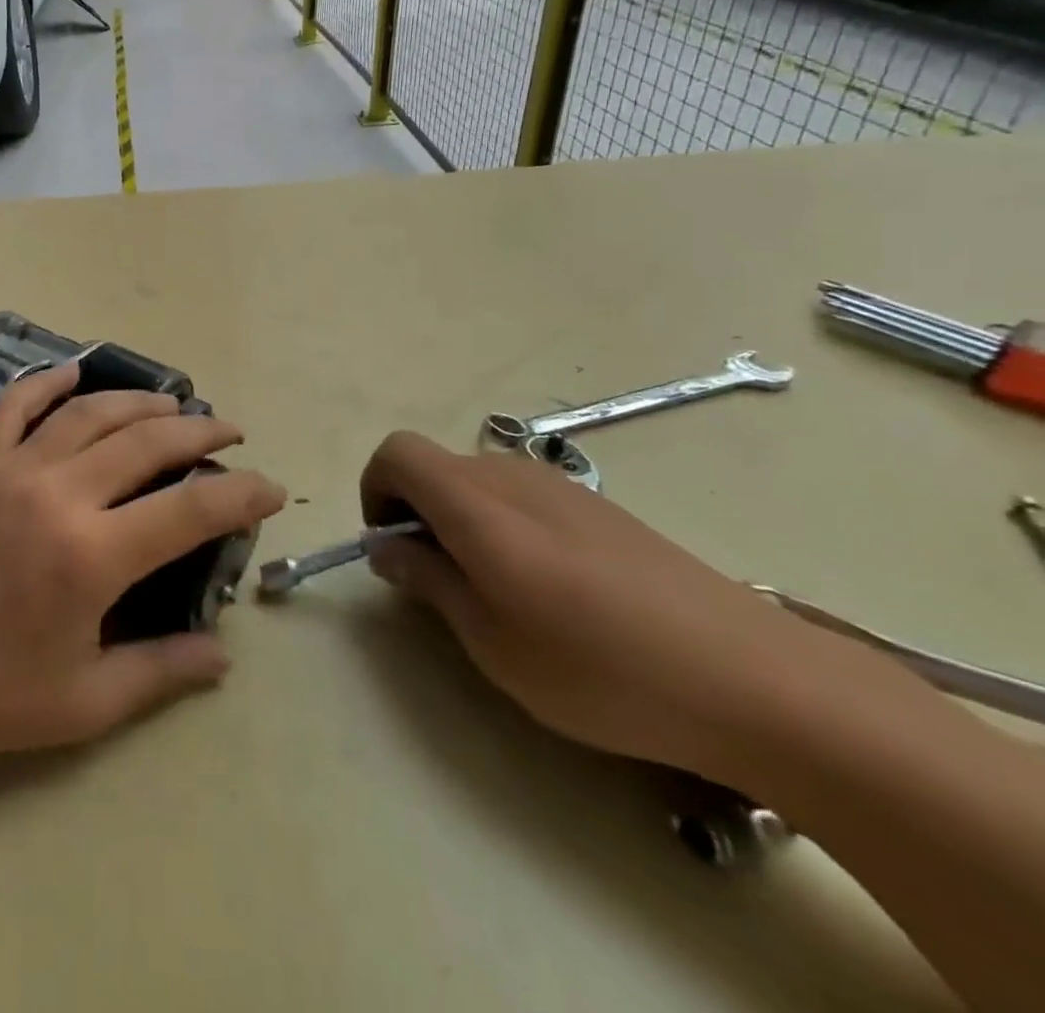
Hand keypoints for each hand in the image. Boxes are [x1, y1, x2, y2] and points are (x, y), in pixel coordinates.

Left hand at [0, 362, 285, 760]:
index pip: (191, 509)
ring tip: (172, 402)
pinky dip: (47, 383)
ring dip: (139, 402)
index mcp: (92, 555)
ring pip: (89, 413)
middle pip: (146, 442)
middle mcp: (58, 494)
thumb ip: (161, 673)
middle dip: (199, 431)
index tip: (270, 488)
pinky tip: (73, 372)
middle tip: (229, 431)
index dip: (241, 494)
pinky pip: (15, 406)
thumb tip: (223, 655)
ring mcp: (11, 469)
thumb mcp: (85, 702)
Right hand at [359, 432, 828, 781]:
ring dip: (461, 521)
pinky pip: (524, 498)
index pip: (399, 452)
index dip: (376, 489)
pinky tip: (553, 592)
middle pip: (437, 467)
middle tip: (439, 582)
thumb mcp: (492, 641)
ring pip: (480, 482)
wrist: (759, 684)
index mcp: (478, 504)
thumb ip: (429, 580)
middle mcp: (515, 477)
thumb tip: (388, 547)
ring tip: (497, 593)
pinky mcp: (603, 509)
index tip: (391, 546)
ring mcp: (565, 489)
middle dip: (417, 512)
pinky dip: (504, 527)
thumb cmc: (602, 669)